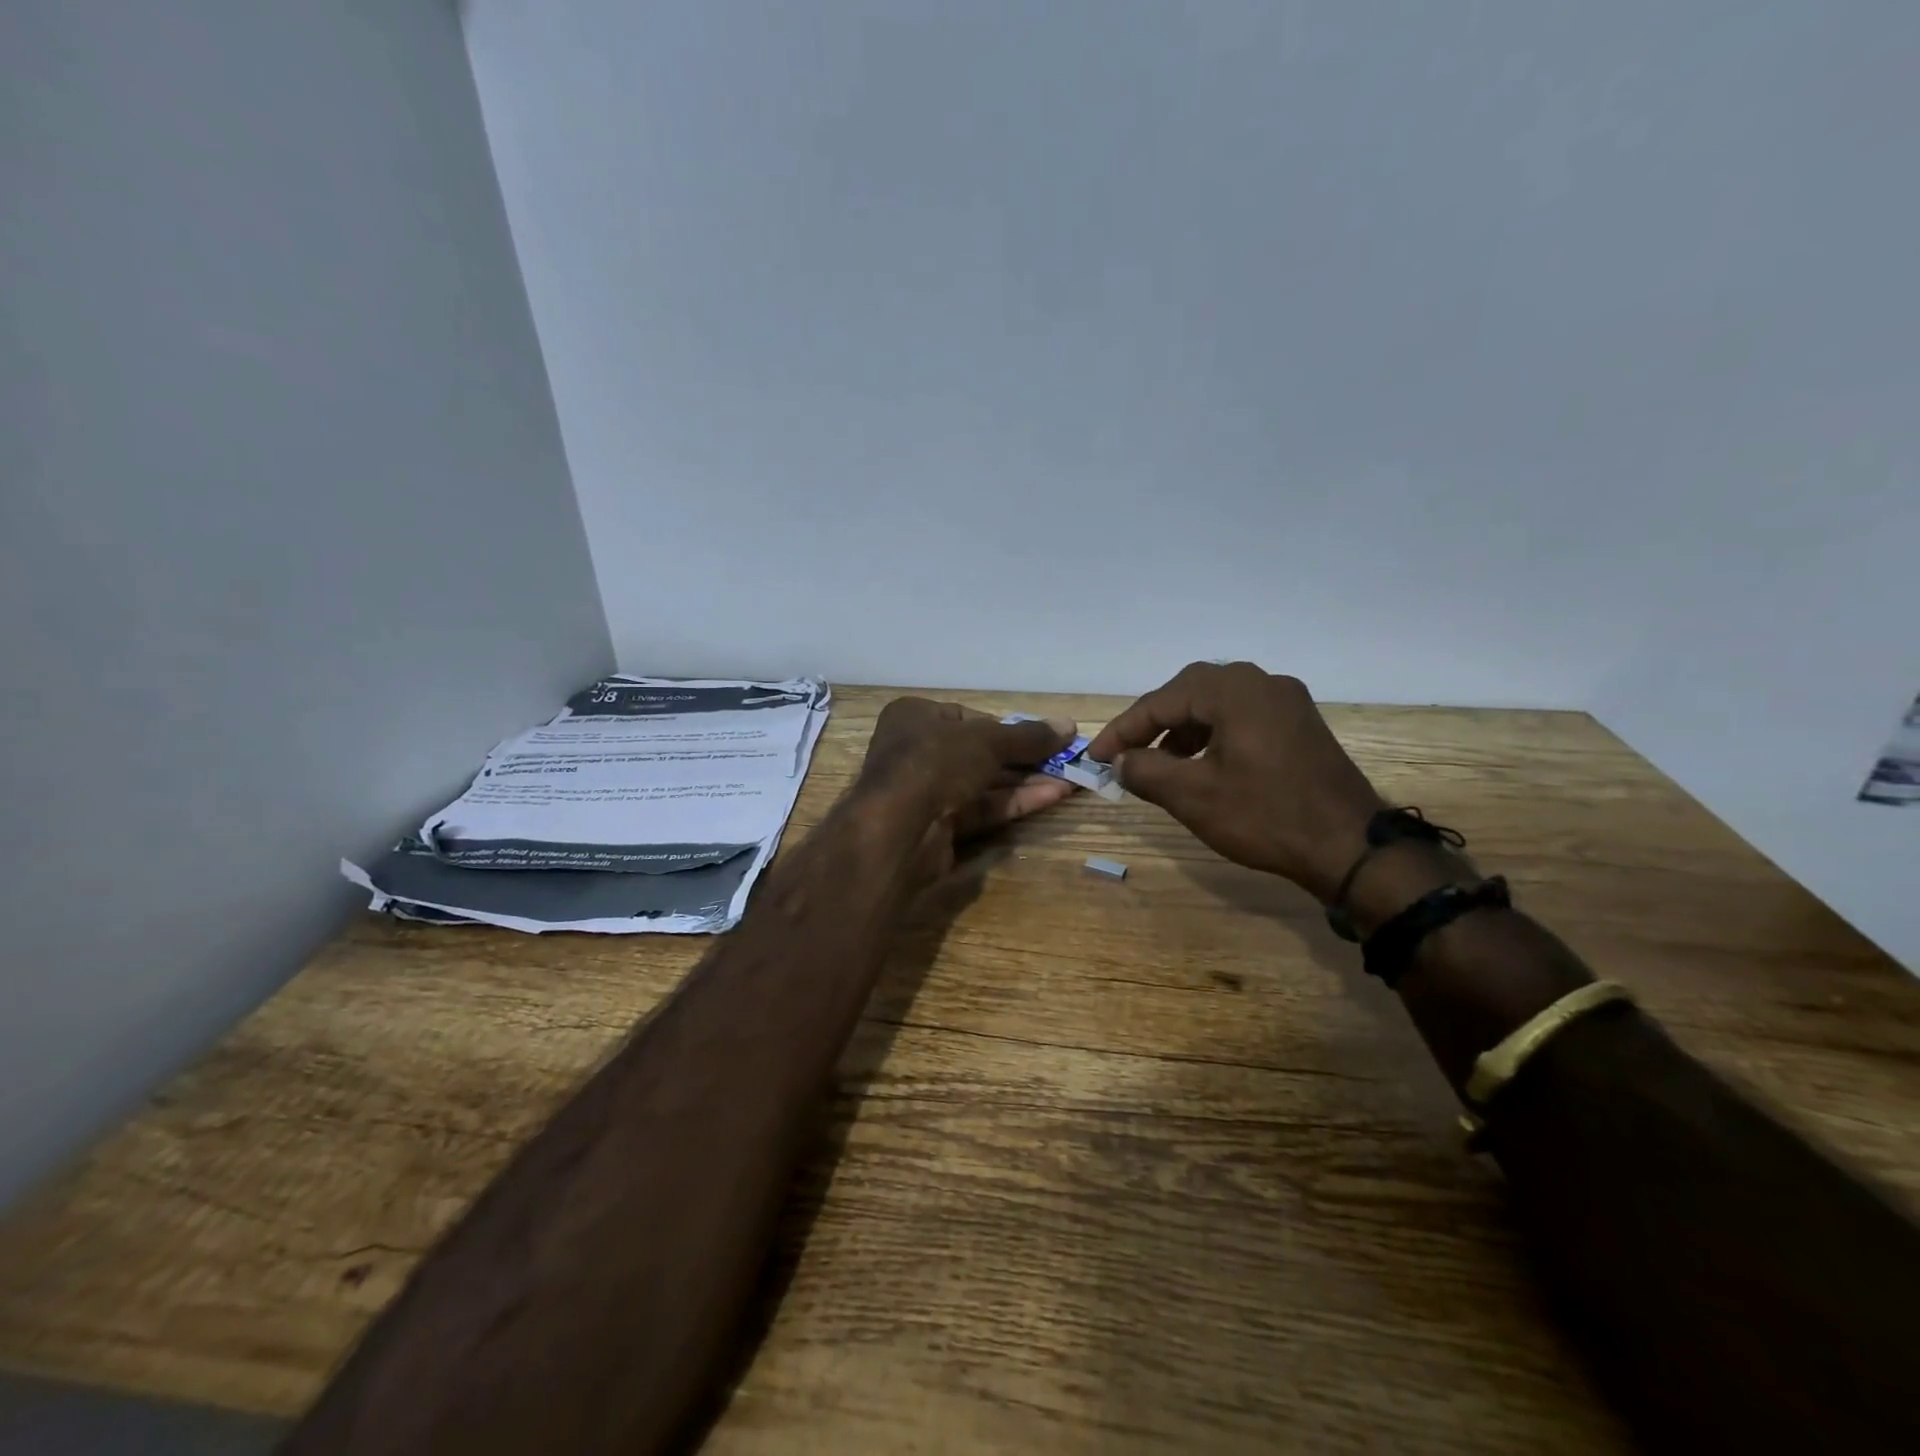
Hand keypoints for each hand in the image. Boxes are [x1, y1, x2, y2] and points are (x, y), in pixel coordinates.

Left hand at [856, 697, 1077, 882]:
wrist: (898, 828)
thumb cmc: (936, 762)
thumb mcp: (987, 741)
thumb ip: (1028, 736)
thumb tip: (1069, 725)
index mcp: (914, 718)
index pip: (967, 718)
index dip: (1006, 727)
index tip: (1040, 736)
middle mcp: (916, 752)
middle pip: (979, 752)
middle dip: (1024, 757)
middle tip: (1066, 760)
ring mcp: (926, 792)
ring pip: (983, 783)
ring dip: (1026, 781)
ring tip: (1071, 779)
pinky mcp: (938, 826)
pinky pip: (982, 809)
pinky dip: (1015, 802)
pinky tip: (1053, 796)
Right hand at [1088, 662, 1382, 900]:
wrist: (1351, 848)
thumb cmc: (1265, 816)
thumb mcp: (1193, 796)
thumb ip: (1145, 771)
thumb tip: (1119, 761)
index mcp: (1233, 691)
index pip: (1160, 701)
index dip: (1122, 730)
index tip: (1095, 757)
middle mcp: (1261, 682)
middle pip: (1189, 693)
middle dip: (1152, 724)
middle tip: (1125, 755)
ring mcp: (1287, 701)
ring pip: (1216, 705)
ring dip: (1182, 730)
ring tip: (1161, 764)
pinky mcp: (1300, 724)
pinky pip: (1242, 717)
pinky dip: (1212, 735)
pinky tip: (1202, 765)